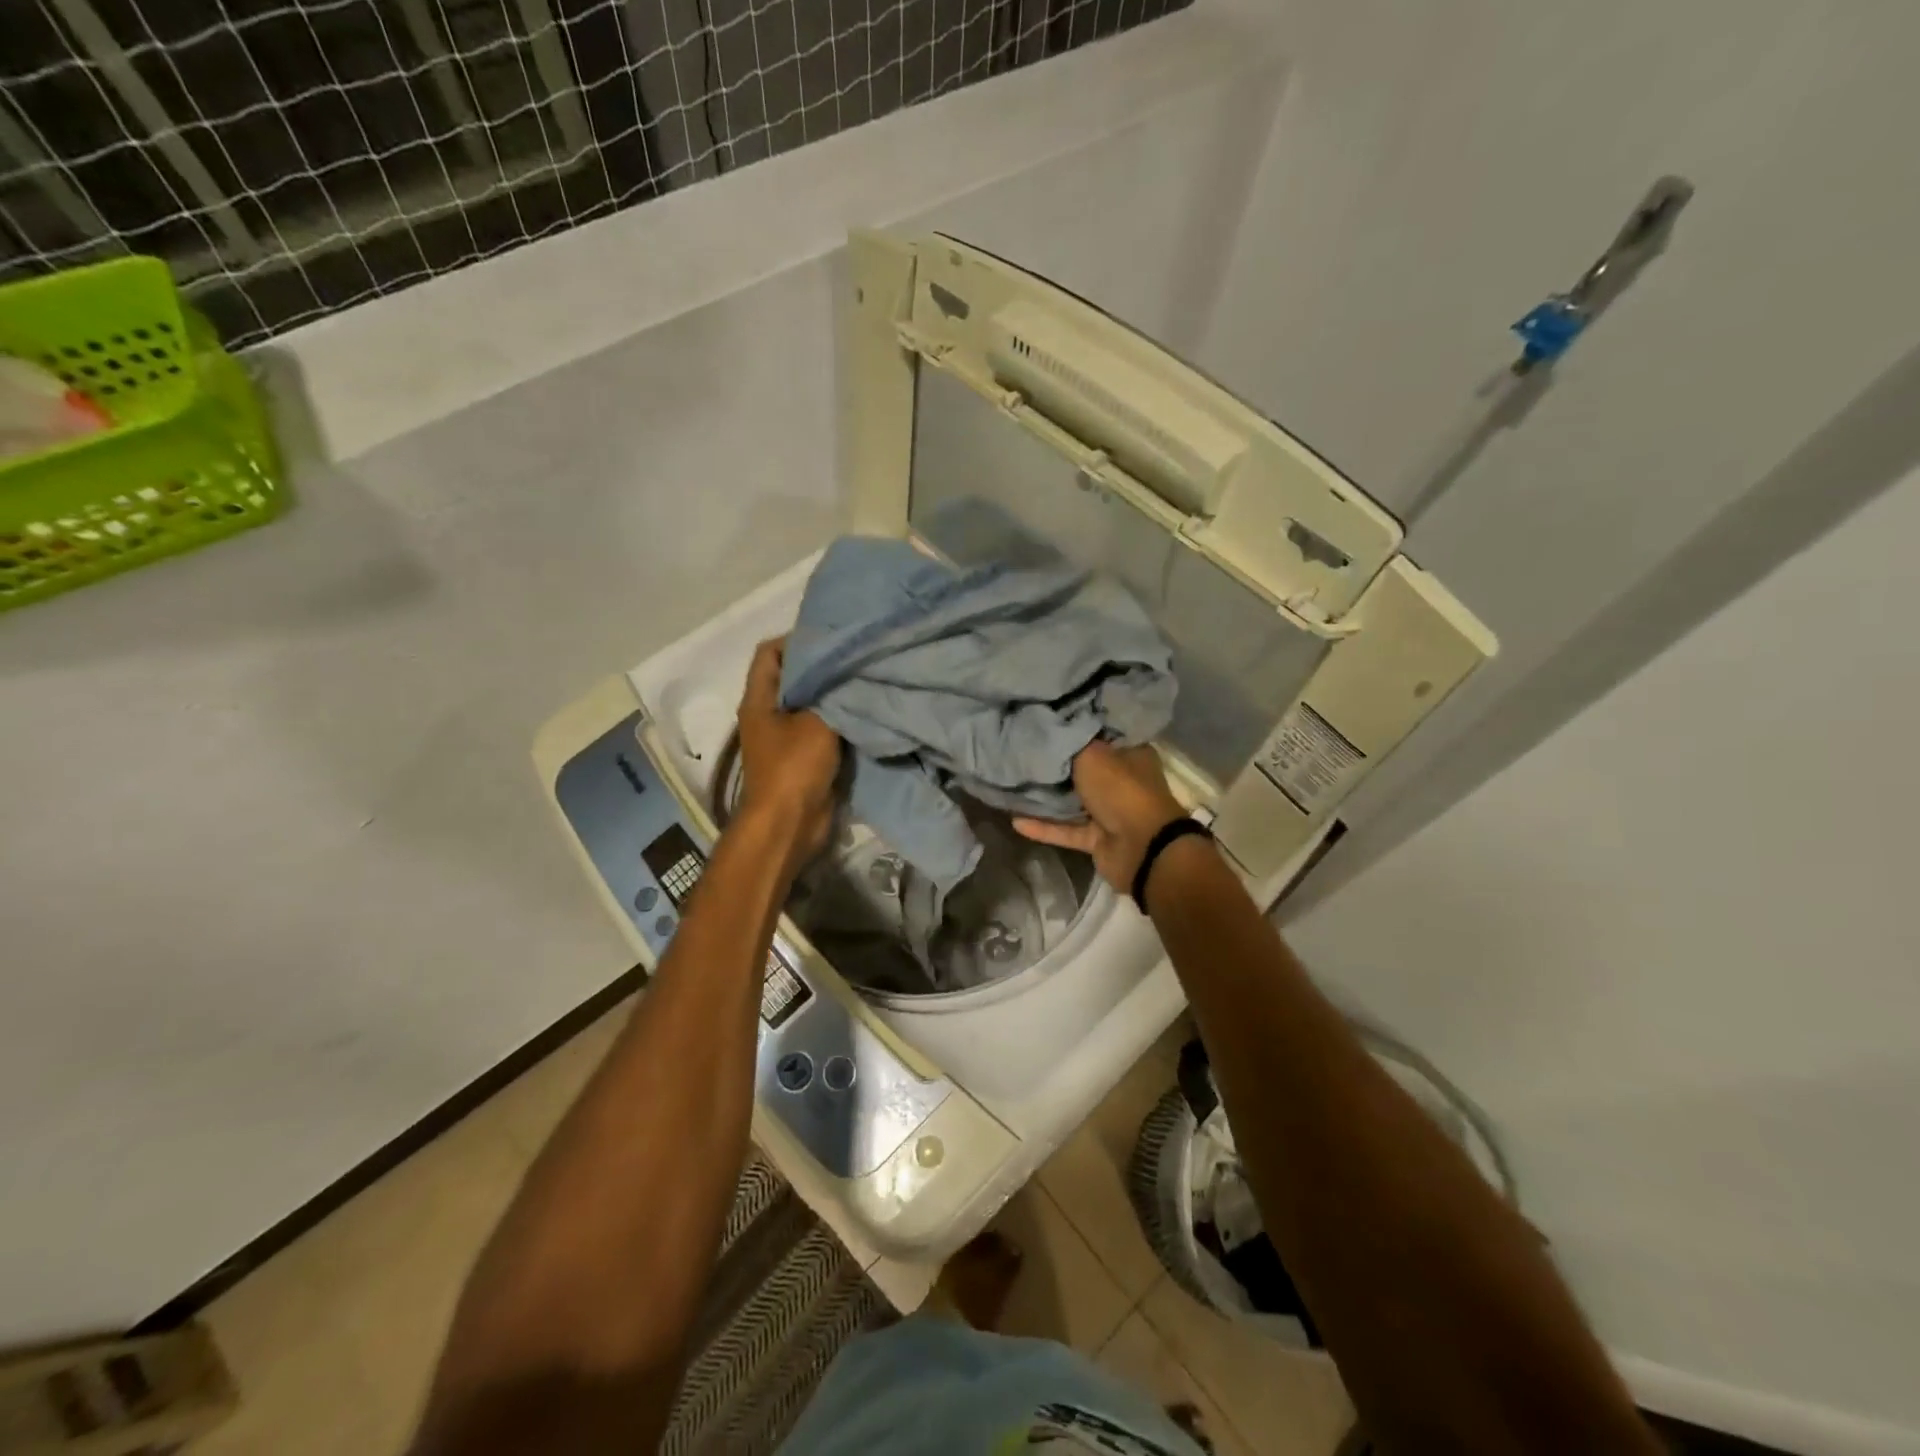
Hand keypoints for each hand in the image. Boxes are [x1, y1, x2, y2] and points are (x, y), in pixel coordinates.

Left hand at [733, 638, 841, 873]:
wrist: (790, 824)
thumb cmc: (795, 767)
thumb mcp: (817, 722)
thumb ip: (832, 693)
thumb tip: (849, 671)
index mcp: (759, 699)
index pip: (770, 652)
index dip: (797, 639)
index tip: (832, 638)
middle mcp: (768, 714)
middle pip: (794, 677)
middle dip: (823, 667)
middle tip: (856, 657)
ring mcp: (785, 737)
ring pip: (811, 704)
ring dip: (834, 696)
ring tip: (864, 681)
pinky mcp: (803, 757)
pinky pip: (823, 729)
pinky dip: (840, 721)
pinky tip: (864, 713)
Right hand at [1014, 741, 1185, 892]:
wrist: (1142, 848)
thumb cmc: (1120, 789)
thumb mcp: (1092, 754)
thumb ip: (1067, 744)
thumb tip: (1046, 729)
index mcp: (1129, 753)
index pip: (1099, 734)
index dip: (1074, 727)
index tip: (1044, 720)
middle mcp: (1121, 780)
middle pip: (1083, 768)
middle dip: (1055, 764)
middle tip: (1021, 750)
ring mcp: (1110, 811)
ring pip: (1072, 801)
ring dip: (1046, 798)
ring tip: (1012, 785)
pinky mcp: (1097, 839)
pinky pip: (1066, 829)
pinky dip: (1044, 827)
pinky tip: (1015, 820)